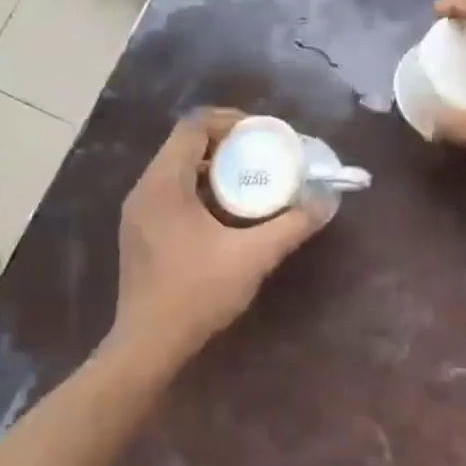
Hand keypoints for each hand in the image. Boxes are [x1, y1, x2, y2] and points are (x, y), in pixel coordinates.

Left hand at [111, 110, 325, 361]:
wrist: (148, 345)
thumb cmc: (197, 294)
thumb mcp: (253, 257)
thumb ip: (292, 225)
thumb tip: (327, 201)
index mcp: (164, 184)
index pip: (193, 126)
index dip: (229, 121)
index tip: (262, 133)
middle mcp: (144, 190)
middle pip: (184, 146)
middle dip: (226, 145)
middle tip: (262, 155)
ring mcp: (138, 213)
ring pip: (177, 171)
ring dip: (213, 169)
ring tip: (250, 181)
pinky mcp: (139, 233)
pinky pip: (171, 194)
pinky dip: (199, 191)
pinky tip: (226, 214)